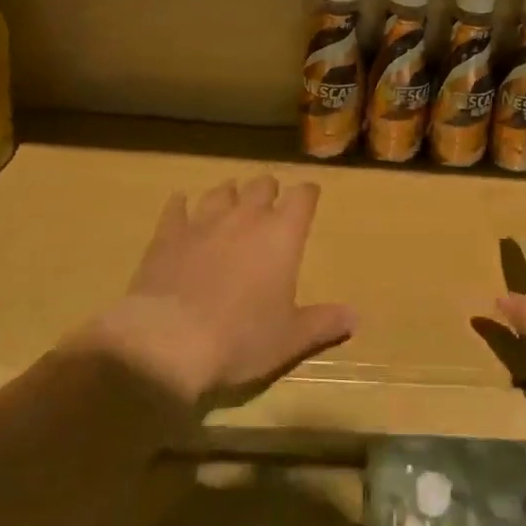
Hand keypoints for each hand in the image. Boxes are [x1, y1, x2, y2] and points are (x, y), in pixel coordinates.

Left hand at [96, 176, 356, 408]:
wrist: (169, 341)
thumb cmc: (241, 338)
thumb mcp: (290, 339)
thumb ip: (324, 323)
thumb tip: (356, 318)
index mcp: (282, 234)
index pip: (302, 197)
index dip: (307, 194)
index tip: (310, 196)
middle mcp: (246, 217)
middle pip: (262, 185)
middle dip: (269, 190)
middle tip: (270, 202)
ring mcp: (204, 221)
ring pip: (222, 191)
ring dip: (230, 194)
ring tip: (231, 200)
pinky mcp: (169, 234)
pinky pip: (177, 207)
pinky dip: (181, 205)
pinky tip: (181, 205)